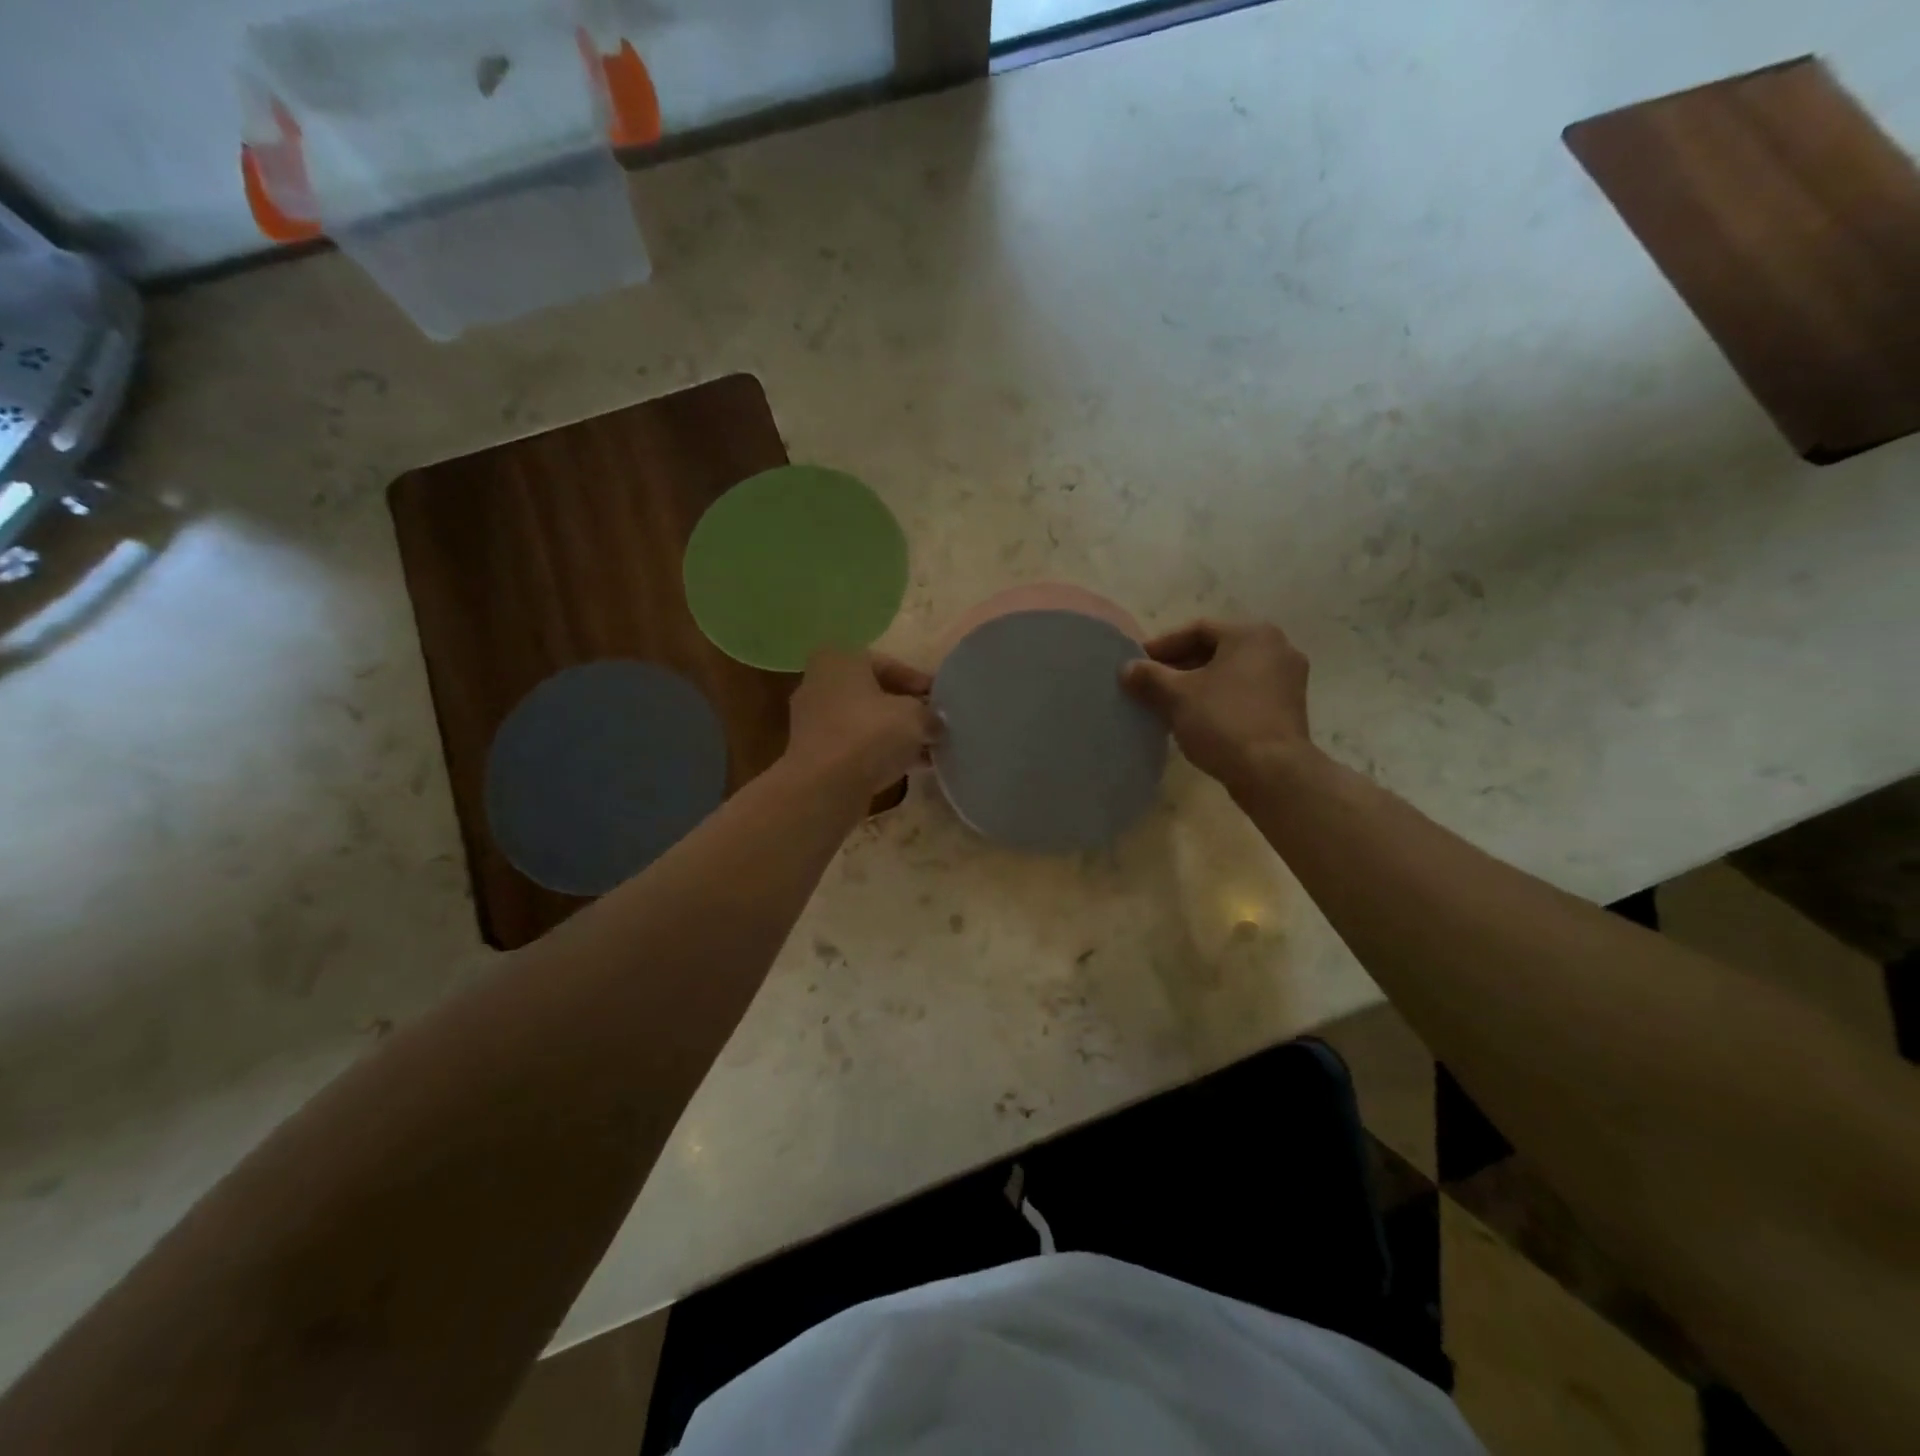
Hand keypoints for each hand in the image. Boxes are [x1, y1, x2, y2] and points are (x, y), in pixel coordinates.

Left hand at [784, 649, 940, 797]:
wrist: (824, 786)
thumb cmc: (869, 734)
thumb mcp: (914, 717)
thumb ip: (929, 715)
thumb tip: (934, 724)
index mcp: (840, 661)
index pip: (888, 665)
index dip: (919, 682)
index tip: (940, 701)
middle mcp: (819, 683)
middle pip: (873, 693)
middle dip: (905, 709)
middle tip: (933, 724)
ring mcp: (812, 720)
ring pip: (863, 721)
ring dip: (894, 733)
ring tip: (925, 749)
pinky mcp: (813, 752)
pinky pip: (853, 745)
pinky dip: (877, 751)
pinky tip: (905, 766)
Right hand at [1121, 620, 1312, 792]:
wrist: (1272, 772)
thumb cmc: (1223, 721)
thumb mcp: (1177, 696)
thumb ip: (1149, 676)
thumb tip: (1126, 668)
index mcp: (1251, 634)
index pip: (1197, 629)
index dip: (1162, 645)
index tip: (1138, 663)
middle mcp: (1276, 648)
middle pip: (1216, 650)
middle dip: (1179, 665)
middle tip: (1150, 683)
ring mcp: (1287, 679)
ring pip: (1230, 673)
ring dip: (1197, 683)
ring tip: (1167, 702)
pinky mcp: (1288, 708)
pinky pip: (1244, 692)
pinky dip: (1219, 698)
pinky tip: (1195, 717)